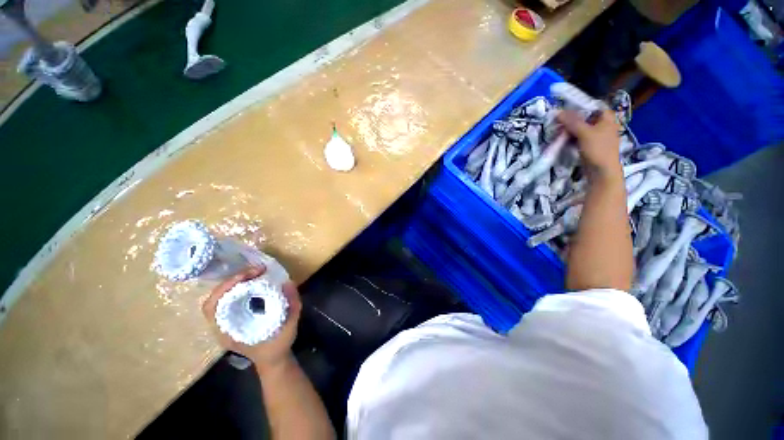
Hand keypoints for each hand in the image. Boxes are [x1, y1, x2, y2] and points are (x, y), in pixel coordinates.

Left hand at [202, 266, 301, 370]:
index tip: (247, 276)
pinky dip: (241, 286)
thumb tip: (288, 282)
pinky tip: (255, 282)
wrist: (273, 359)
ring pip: (222, 296)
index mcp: (228, 332)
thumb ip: (292, 305)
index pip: (212, 306)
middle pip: (216, 297)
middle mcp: (223, 325)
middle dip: (235, 280)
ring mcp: (227, 321)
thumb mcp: (289, 327)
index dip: (225, 287)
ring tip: (257, 274)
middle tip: (258, 271)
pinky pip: (231, 298)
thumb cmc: (277, 346)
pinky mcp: (234, 317)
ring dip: (238, 281)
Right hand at [558, 109, 621, 177]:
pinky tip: (562, 138)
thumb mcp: (584, 133)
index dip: (578, 106)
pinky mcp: (589, 145)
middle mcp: (602, 124)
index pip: (591, 106)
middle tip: (557, 121)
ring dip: (569, 129)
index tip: (563, 109)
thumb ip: (572, 121)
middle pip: (584, 117)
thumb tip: (557, 111)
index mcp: (607, 118)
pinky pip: (578, 137)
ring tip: (557, 130)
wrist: (602, 172)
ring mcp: (596, 135)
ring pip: (580, 128)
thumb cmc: (598, 149)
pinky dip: (570, 137)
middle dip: (571, 119)